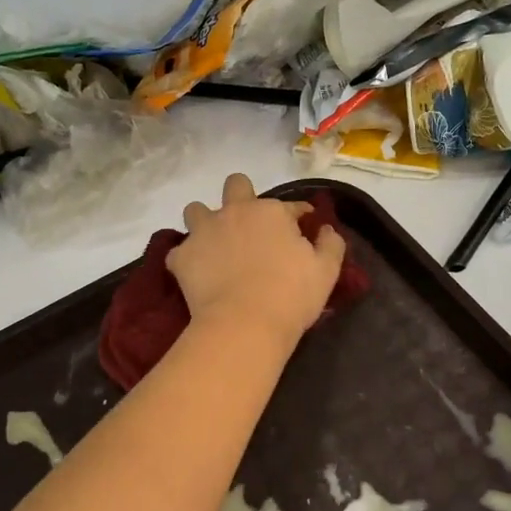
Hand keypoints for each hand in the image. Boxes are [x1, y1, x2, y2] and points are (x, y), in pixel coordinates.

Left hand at [168, 175, 345, 352]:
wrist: (244, 324)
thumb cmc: (291, 296)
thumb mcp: (327, 271)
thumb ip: (331, 244)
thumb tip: (326, 230)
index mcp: (271, 211)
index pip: (290, 206)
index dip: (298, 217)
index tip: (302, 231)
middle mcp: (234, 212)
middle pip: (235, 185)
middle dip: (242, 196)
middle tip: (250, 226)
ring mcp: (203, 232)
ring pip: (196, 210)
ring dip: (206, 222)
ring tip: (215, 245)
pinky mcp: (181, 257)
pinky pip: (179, 251)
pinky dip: (188, 259)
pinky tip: (197, 273)